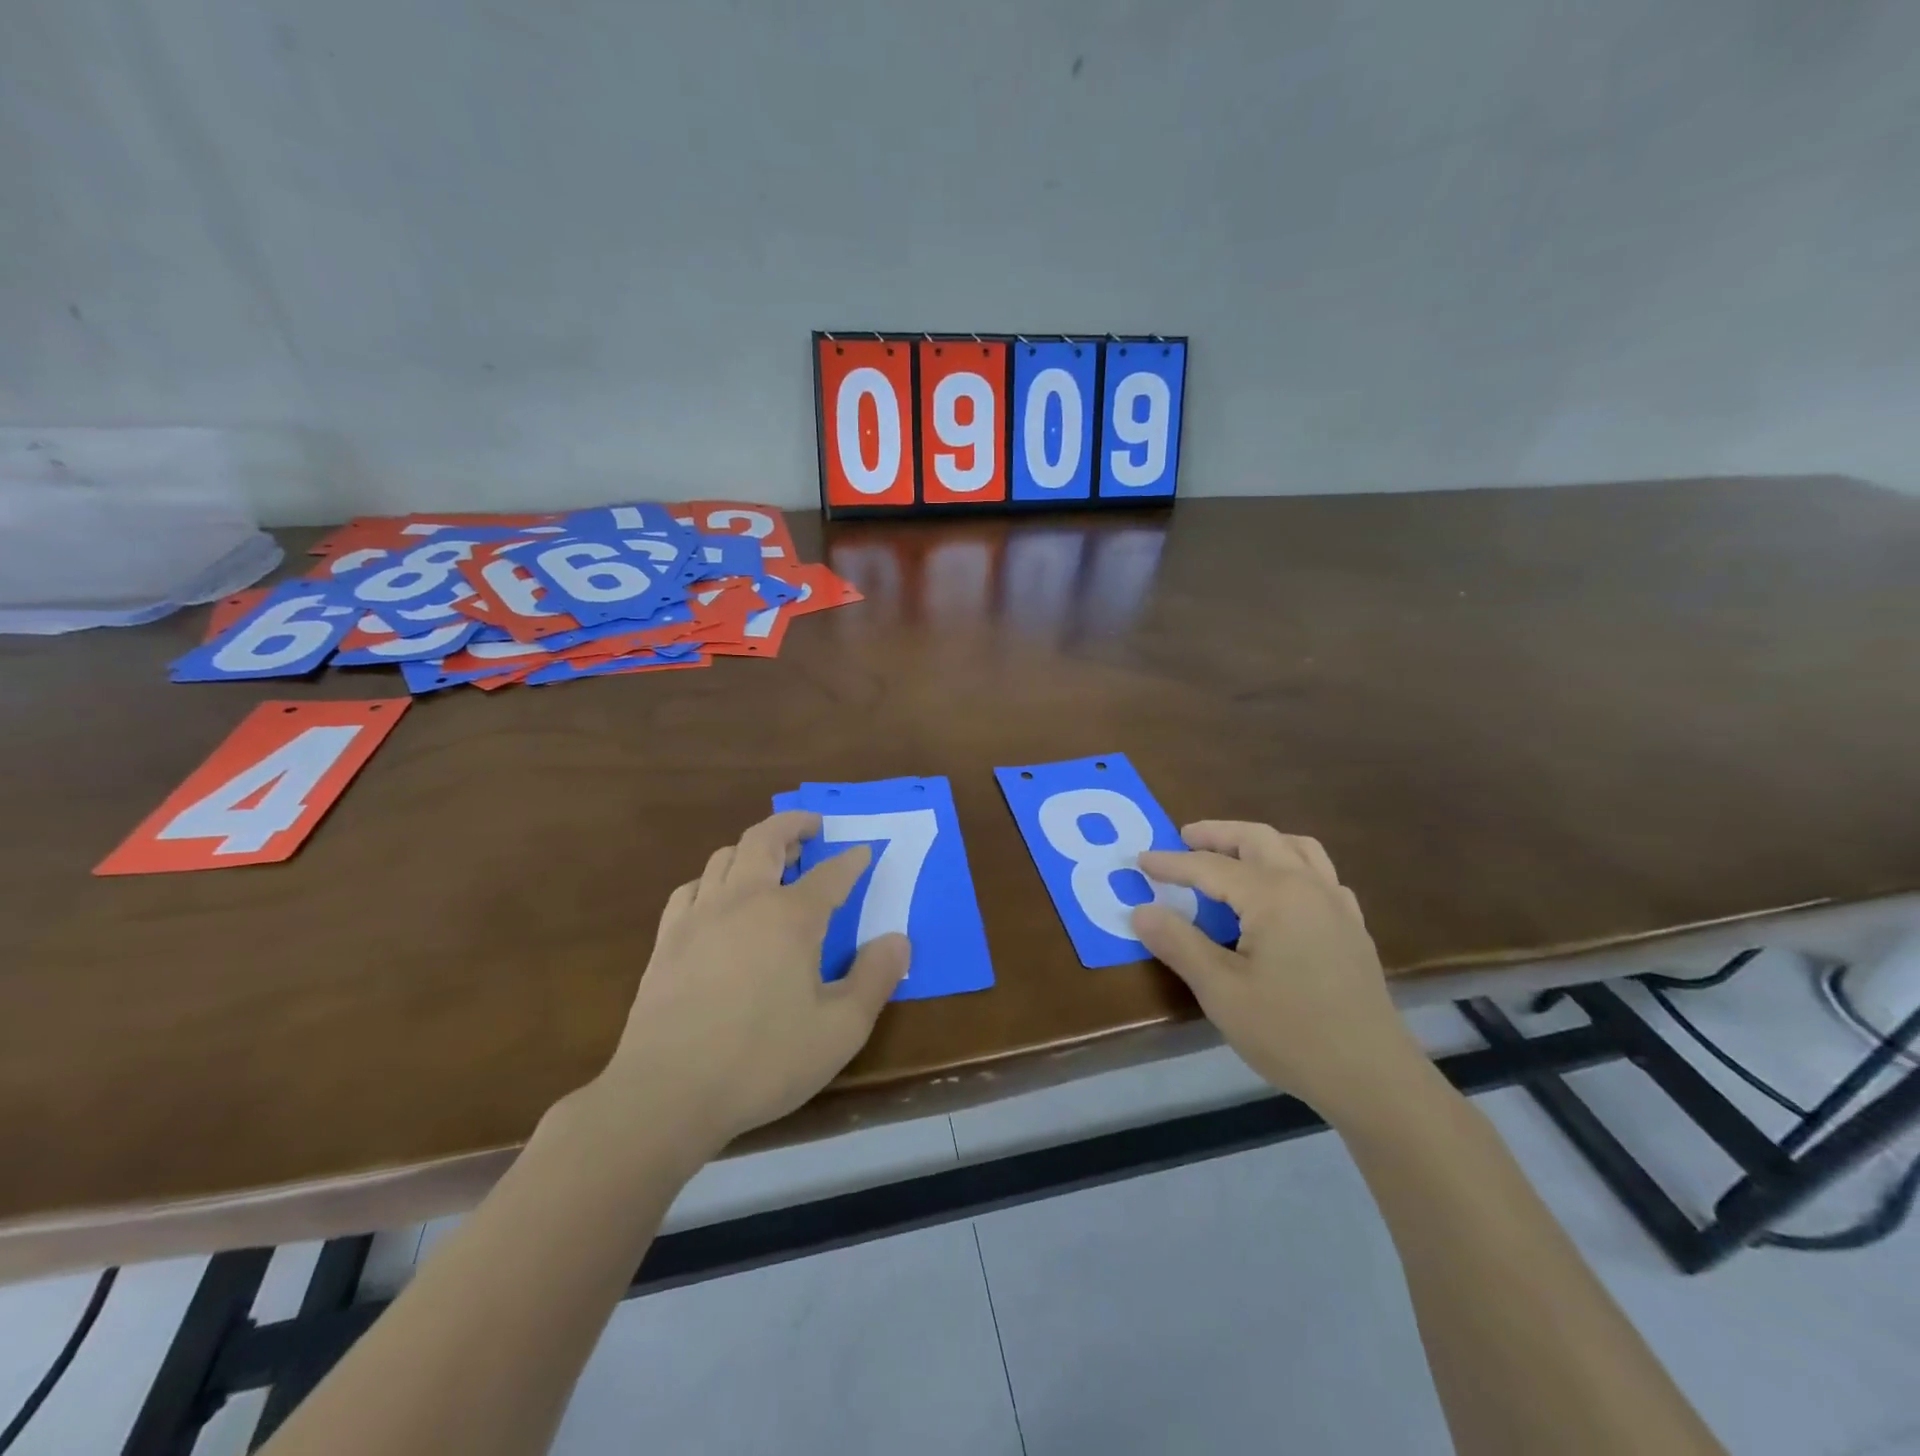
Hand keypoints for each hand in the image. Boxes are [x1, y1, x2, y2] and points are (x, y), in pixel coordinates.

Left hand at [597, 810, 909, 1152]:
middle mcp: (744, 901)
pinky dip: (713, 880)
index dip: (852, 860)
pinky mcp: (667, 940)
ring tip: (771, 860)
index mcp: (791, 918)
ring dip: (753, 848)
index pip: (831, 874)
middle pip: (766, 840)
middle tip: (812, 826)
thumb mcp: (840, 1029)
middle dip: (793, 825)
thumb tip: (898, 940)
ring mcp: (699, 916)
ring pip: (725, 857)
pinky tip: (718, 899)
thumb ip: (875, 979)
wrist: (666, 1093)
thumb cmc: (763, 1061)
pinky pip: (691, 889)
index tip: (865, 851)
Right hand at [1132, 821, 1424, 1119]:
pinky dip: (1293, 866)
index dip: (1172, 863)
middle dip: (1218, 833)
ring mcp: (1337, 905)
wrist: (1373, 1078)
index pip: (1211, 866)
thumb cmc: (1290, 1032)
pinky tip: (1281, 894)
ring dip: (1258, 842)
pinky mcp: (1352, 929)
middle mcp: (1308, 886)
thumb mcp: (1220, 991)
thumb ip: (1178, 943)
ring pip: (1297, 848)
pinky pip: (1321, 875)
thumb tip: (1140, 910)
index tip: (1140, 860)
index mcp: (1273, 895)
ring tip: (1231, 854)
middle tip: (1184, 837)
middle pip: (1258, 839)